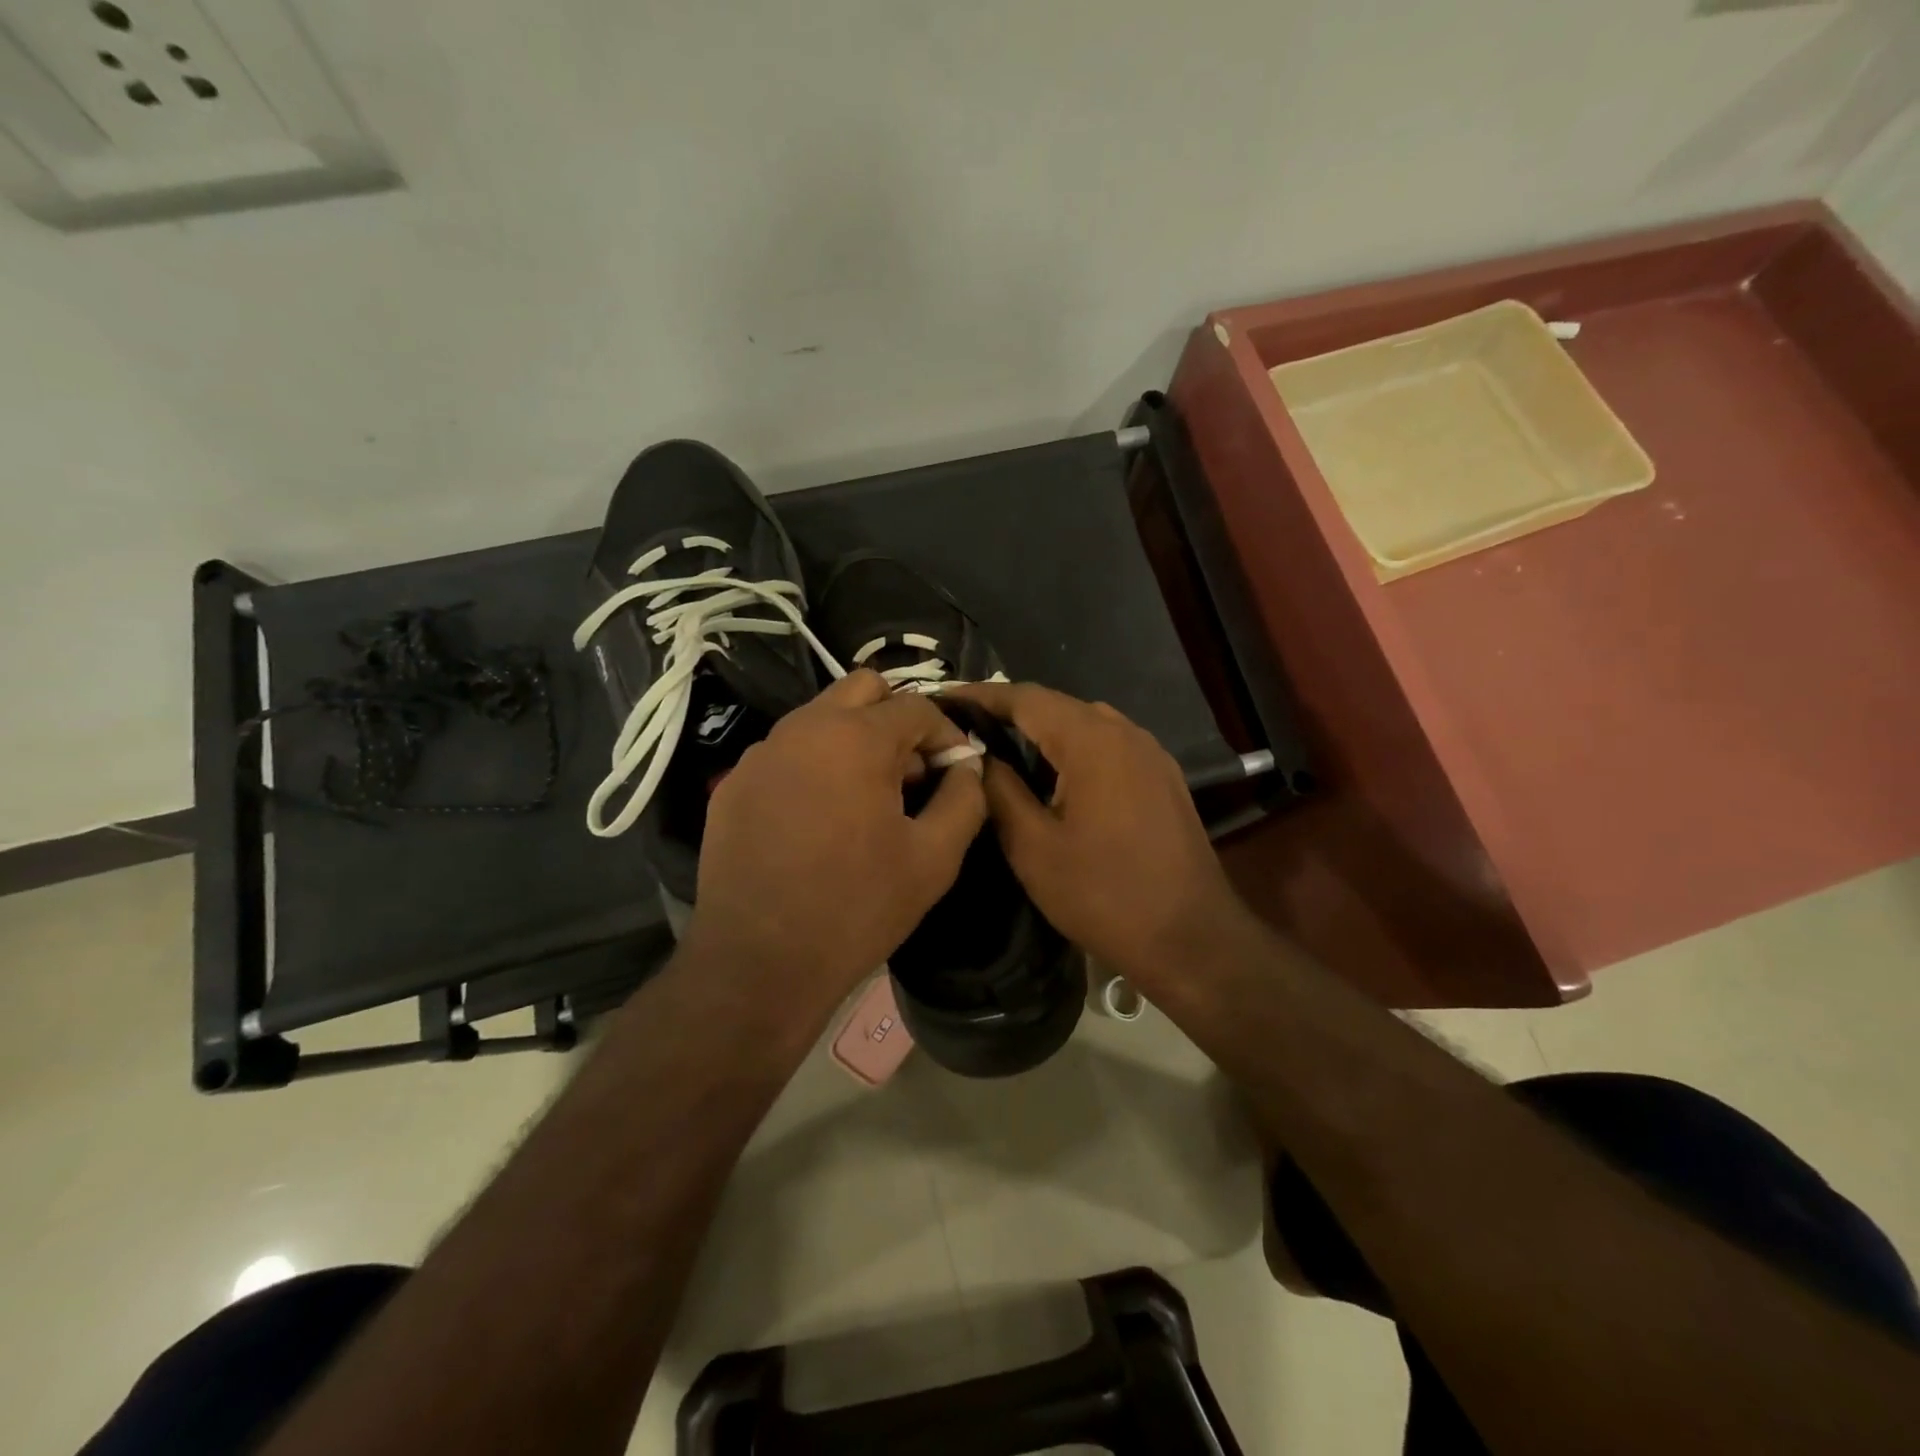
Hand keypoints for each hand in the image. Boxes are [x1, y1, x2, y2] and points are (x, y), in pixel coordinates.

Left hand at [682, 670, 986, 1008]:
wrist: (759, 963)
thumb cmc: (857, 908)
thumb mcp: (934, 858)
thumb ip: (965, 799)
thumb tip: (968, 767)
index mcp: (856, 738)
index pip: (918, 706)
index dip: (947, 735)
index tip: (956, 772)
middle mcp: (803, 728)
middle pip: (863, 689)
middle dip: (897, 719)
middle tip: (910, 773)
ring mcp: (761, 753)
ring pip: (821, 718)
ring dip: (854, 740)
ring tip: (866, 799)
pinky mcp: (734, 783)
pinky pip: (786, 753)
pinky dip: (814, 766)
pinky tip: (818, 820)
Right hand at [945, 682, 1244, 985]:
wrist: (1191, 938)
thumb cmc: (1104, 895)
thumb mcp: (1034, 847)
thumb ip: (1000, 791)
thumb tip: (978, 756)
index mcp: (1092, 742)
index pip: (1026, 698)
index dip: (981, 695)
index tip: (943, 700)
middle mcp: (1126, 733)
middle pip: (1057, 705)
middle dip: (1009, 711)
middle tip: (966, 727)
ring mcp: (1151, 753)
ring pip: (1085, 724)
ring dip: (1043, 729)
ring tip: (1001, 747)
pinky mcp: (1162, 777)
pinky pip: (1108, 745)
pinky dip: (1073, 748)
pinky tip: (1053, 774)